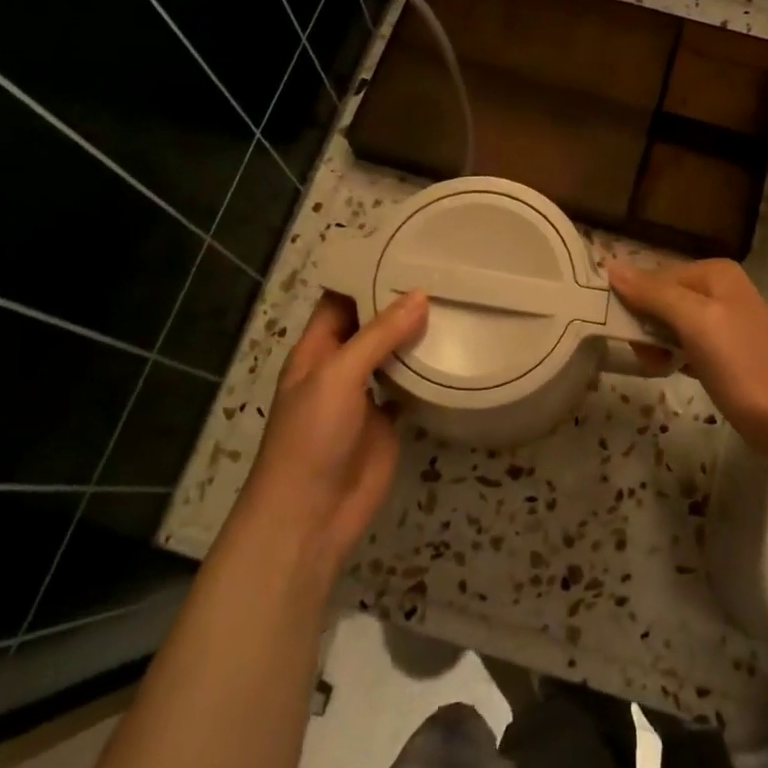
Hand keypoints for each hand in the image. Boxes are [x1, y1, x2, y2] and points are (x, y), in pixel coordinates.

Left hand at [237, 290, 428, 571]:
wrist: (311, 516)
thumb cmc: (311, 437)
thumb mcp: (338, 377)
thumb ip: (378, 336)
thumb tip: (420, 295)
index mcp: (317, 349)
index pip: (342, 300)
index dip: (368, 275)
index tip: (406, 250)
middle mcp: (341, 366)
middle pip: (372, 324)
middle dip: (400, 302)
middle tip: (445, 272)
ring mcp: (366, 394)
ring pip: (394, 354)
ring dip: (417, 334)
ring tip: (456, 301)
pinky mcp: (389, 420)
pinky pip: (410, 387)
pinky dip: (429, 371)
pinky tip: (456, 350)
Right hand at [606, 259, 767, 459]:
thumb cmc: (742, 365)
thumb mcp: (695, 322)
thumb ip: (654, 294)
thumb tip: (612, 267)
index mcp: (714, 273)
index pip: (655, 276)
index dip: (635, 302)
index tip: (624, 334)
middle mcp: (719, 289)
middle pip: (661, 298)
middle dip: (646, 326)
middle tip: (647, 356)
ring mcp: (723, 321)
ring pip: (669, 323)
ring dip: (656, 344)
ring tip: (659, 366)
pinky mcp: (723, 351)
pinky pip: (684, 344)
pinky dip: (672, 356)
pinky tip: (672, 371)